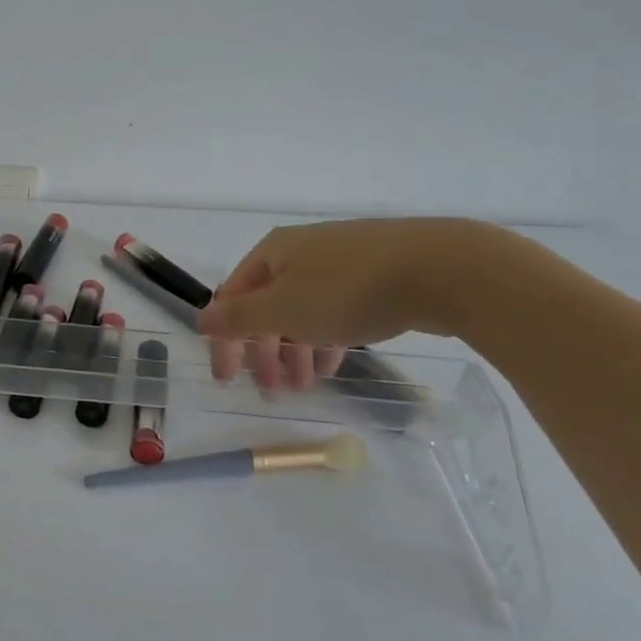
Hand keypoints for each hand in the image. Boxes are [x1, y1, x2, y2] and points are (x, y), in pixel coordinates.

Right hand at [197, 218, 490, 386]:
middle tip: (269, 389)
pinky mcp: (374, 273)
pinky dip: (326, 337)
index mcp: (272, 253)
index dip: (225, 339)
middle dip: (264, 349)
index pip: (233, 298)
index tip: (227, 380)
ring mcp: (339, 260)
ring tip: (304, 386)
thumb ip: (239, 317)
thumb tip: (201, 318)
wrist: (439, 268)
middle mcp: (300, 251)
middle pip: (268, 304)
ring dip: (295, 350)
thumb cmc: (347, 290)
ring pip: (303, 309)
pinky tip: (334, 363)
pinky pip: (334, 309)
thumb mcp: (283, 309)